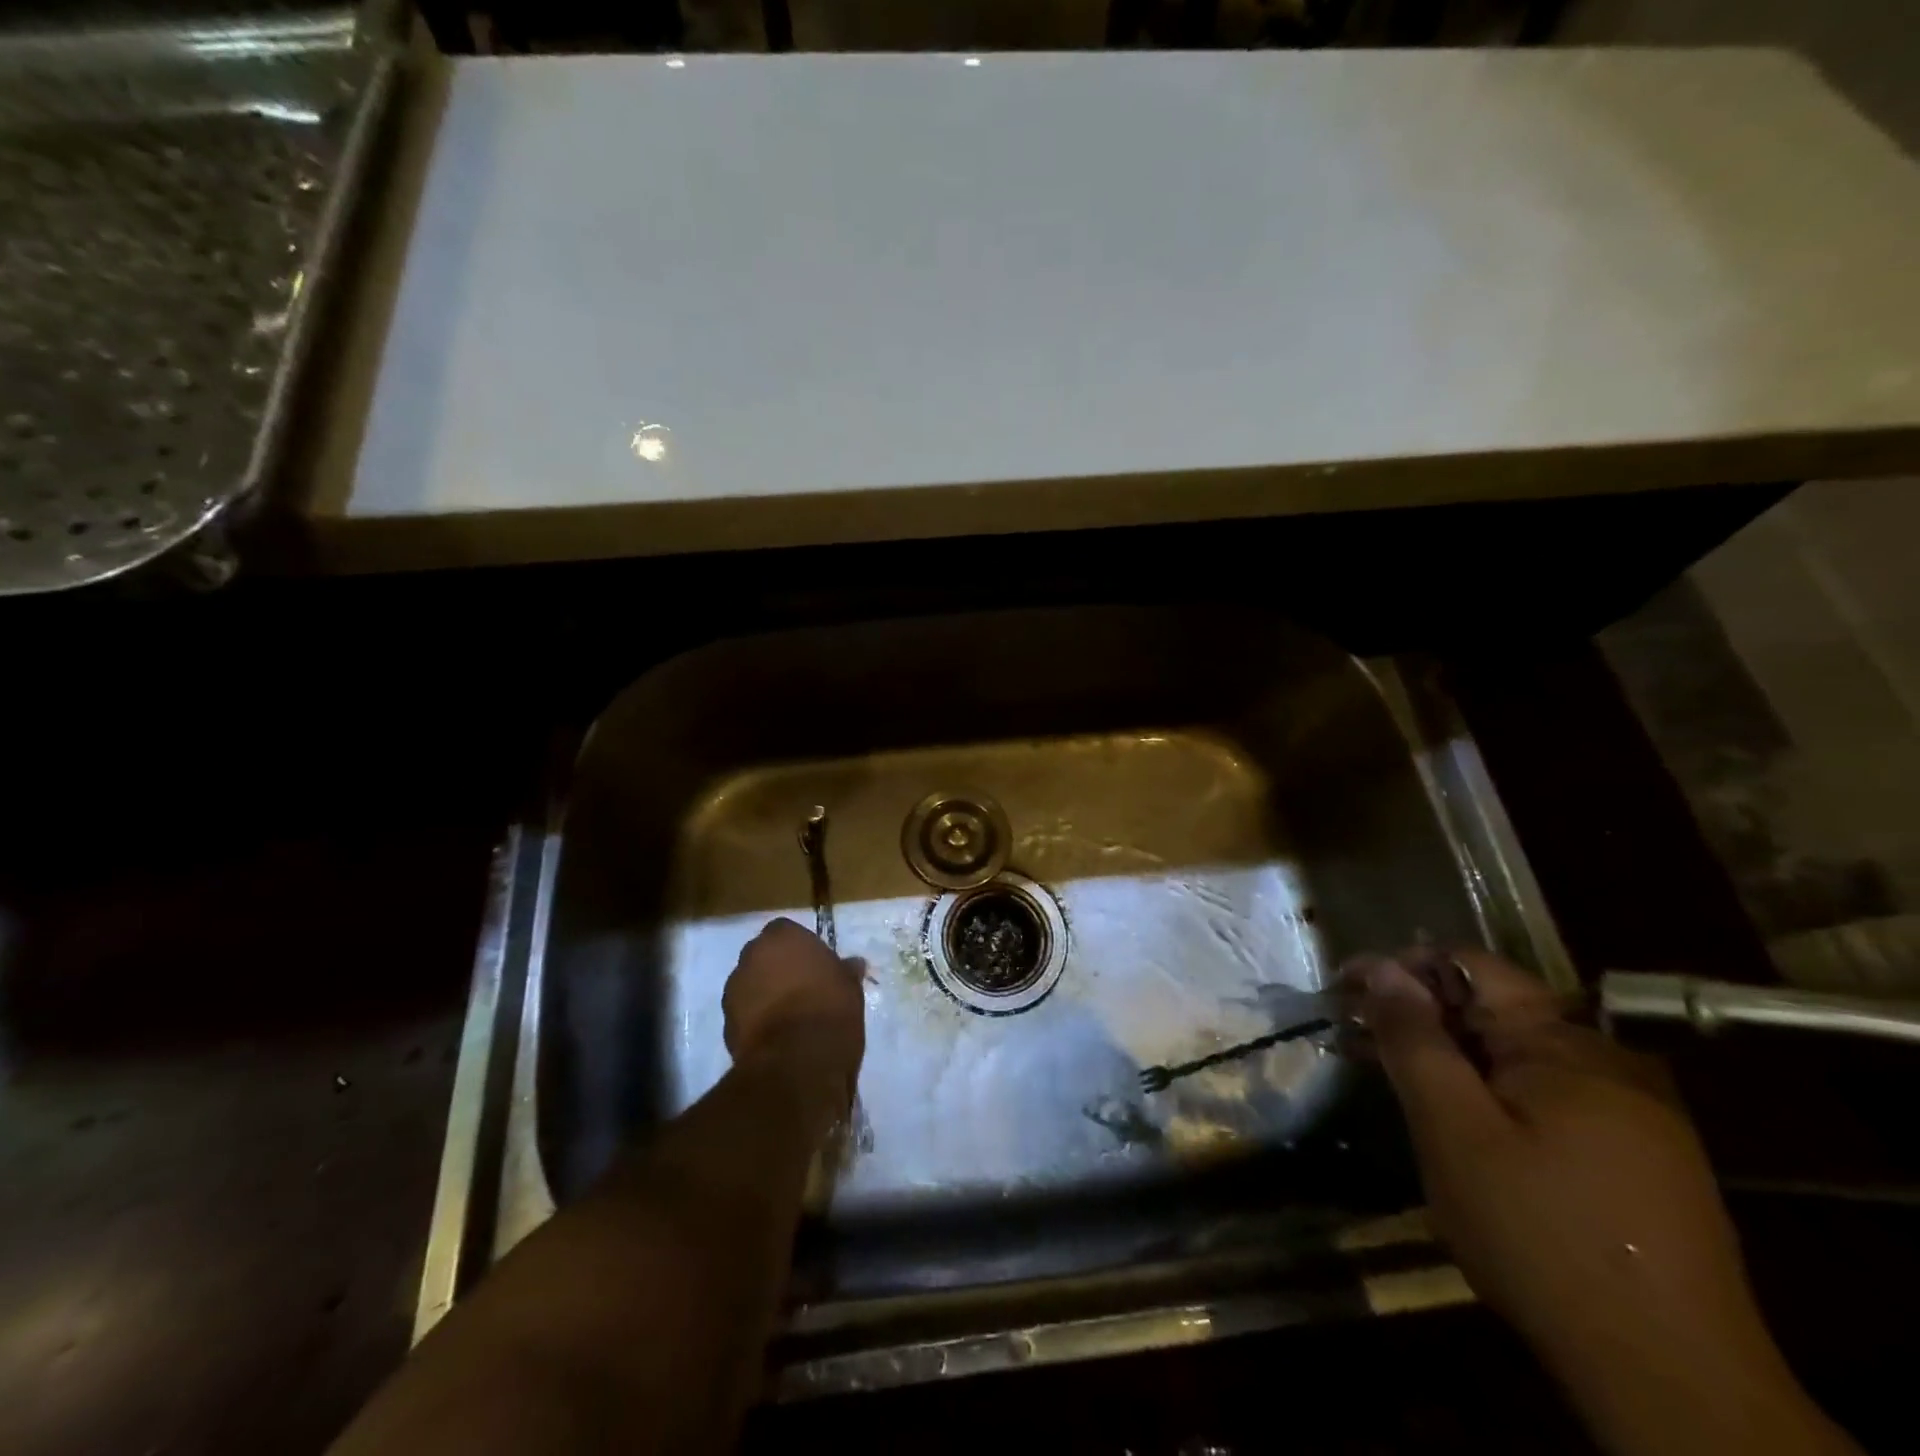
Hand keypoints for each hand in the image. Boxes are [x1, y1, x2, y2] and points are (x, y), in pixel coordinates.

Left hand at [722, 918, 864, 1096]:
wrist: (797, 1060)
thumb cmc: (830, 1009)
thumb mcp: (850, 986)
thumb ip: (845, 971)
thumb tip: (852, 964)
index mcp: (782, 936)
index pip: (786, 931)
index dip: (800, 949)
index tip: (814, 966)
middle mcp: (752, 955)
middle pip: (763, 956)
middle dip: (777, 969)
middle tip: (802, 988)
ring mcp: (734, 989)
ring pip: (751, 985)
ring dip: (764, 994)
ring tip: (789, 1016)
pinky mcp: (726, 1023)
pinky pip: (744, 1013)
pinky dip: (756, 1020)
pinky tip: (777, 1036)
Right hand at [1356, 949, 1855, 1455]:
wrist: (1673, 1382)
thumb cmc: (1540, 1236)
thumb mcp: (1454, 1130)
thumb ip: (1415, 1041)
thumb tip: (1380, 968)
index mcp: (1565, 1044)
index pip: (1469, 966)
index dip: (1401, 968)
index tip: (1345, 989)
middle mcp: (1605, 1061)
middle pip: (1491, 1008)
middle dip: (1417, 1014)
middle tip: (1356, 1038)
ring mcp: (1629, 1111)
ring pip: (1513, 1054)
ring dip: (1448, 1055)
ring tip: (1391, 1077)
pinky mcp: (1636, 1157)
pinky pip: (1543, 1096)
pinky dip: (1487, 1091)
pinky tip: (1456, 1122)